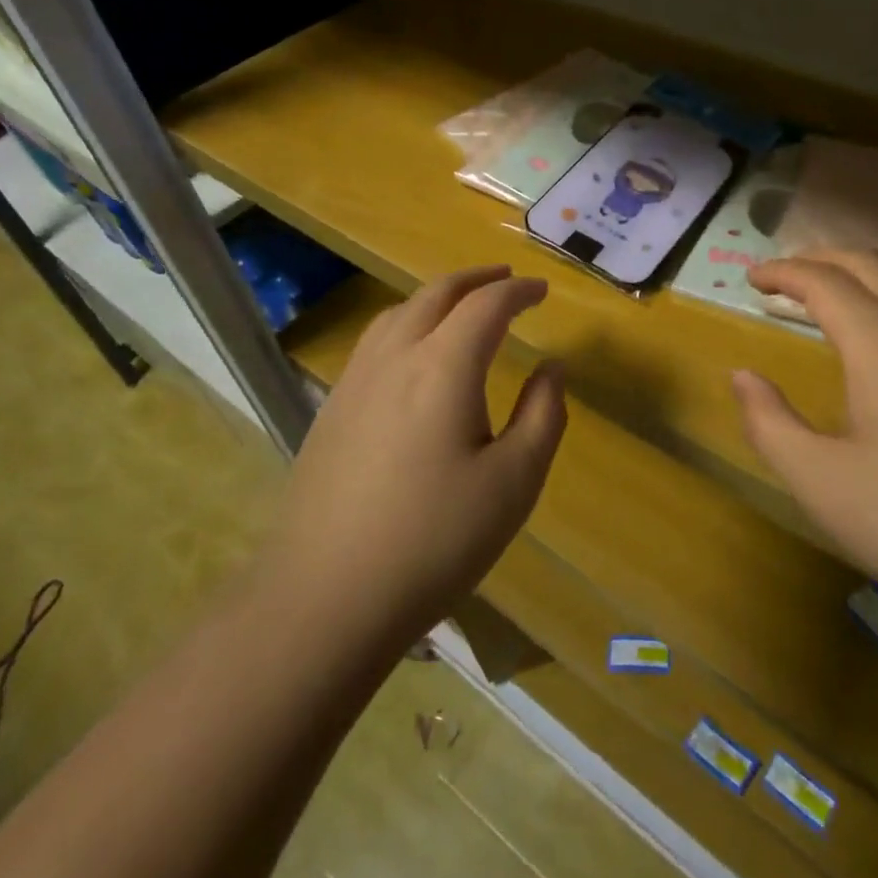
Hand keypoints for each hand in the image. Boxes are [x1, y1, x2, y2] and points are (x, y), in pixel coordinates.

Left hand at [262, 266, 566, 652]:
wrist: (325, 598)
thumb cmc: (434, 540)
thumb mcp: (514, 482)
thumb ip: (543, 415)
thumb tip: (551, 368)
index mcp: (443, 367)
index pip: (487, 305)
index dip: (519, 291)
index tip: (542, 291)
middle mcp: (395, 357)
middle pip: (437, 293)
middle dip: (477, 279)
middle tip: (506, 279)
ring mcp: (355, 381)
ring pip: (399, 312)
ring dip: (438, 296)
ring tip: (462, 305)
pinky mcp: (331, 408)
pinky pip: (375, 341)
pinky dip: (407, 322)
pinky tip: (413, 353)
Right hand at [732, 250, 877, 648]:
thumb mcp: (821, 484)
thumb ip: (769, 423)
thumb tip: (742, 376)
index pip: (823, 281)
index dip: (782, 272)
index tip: (751, 277)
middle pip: (869, 264)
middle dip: (820, 259)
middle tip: (783, 277)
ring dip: (861, 277)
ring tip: (830, 300)